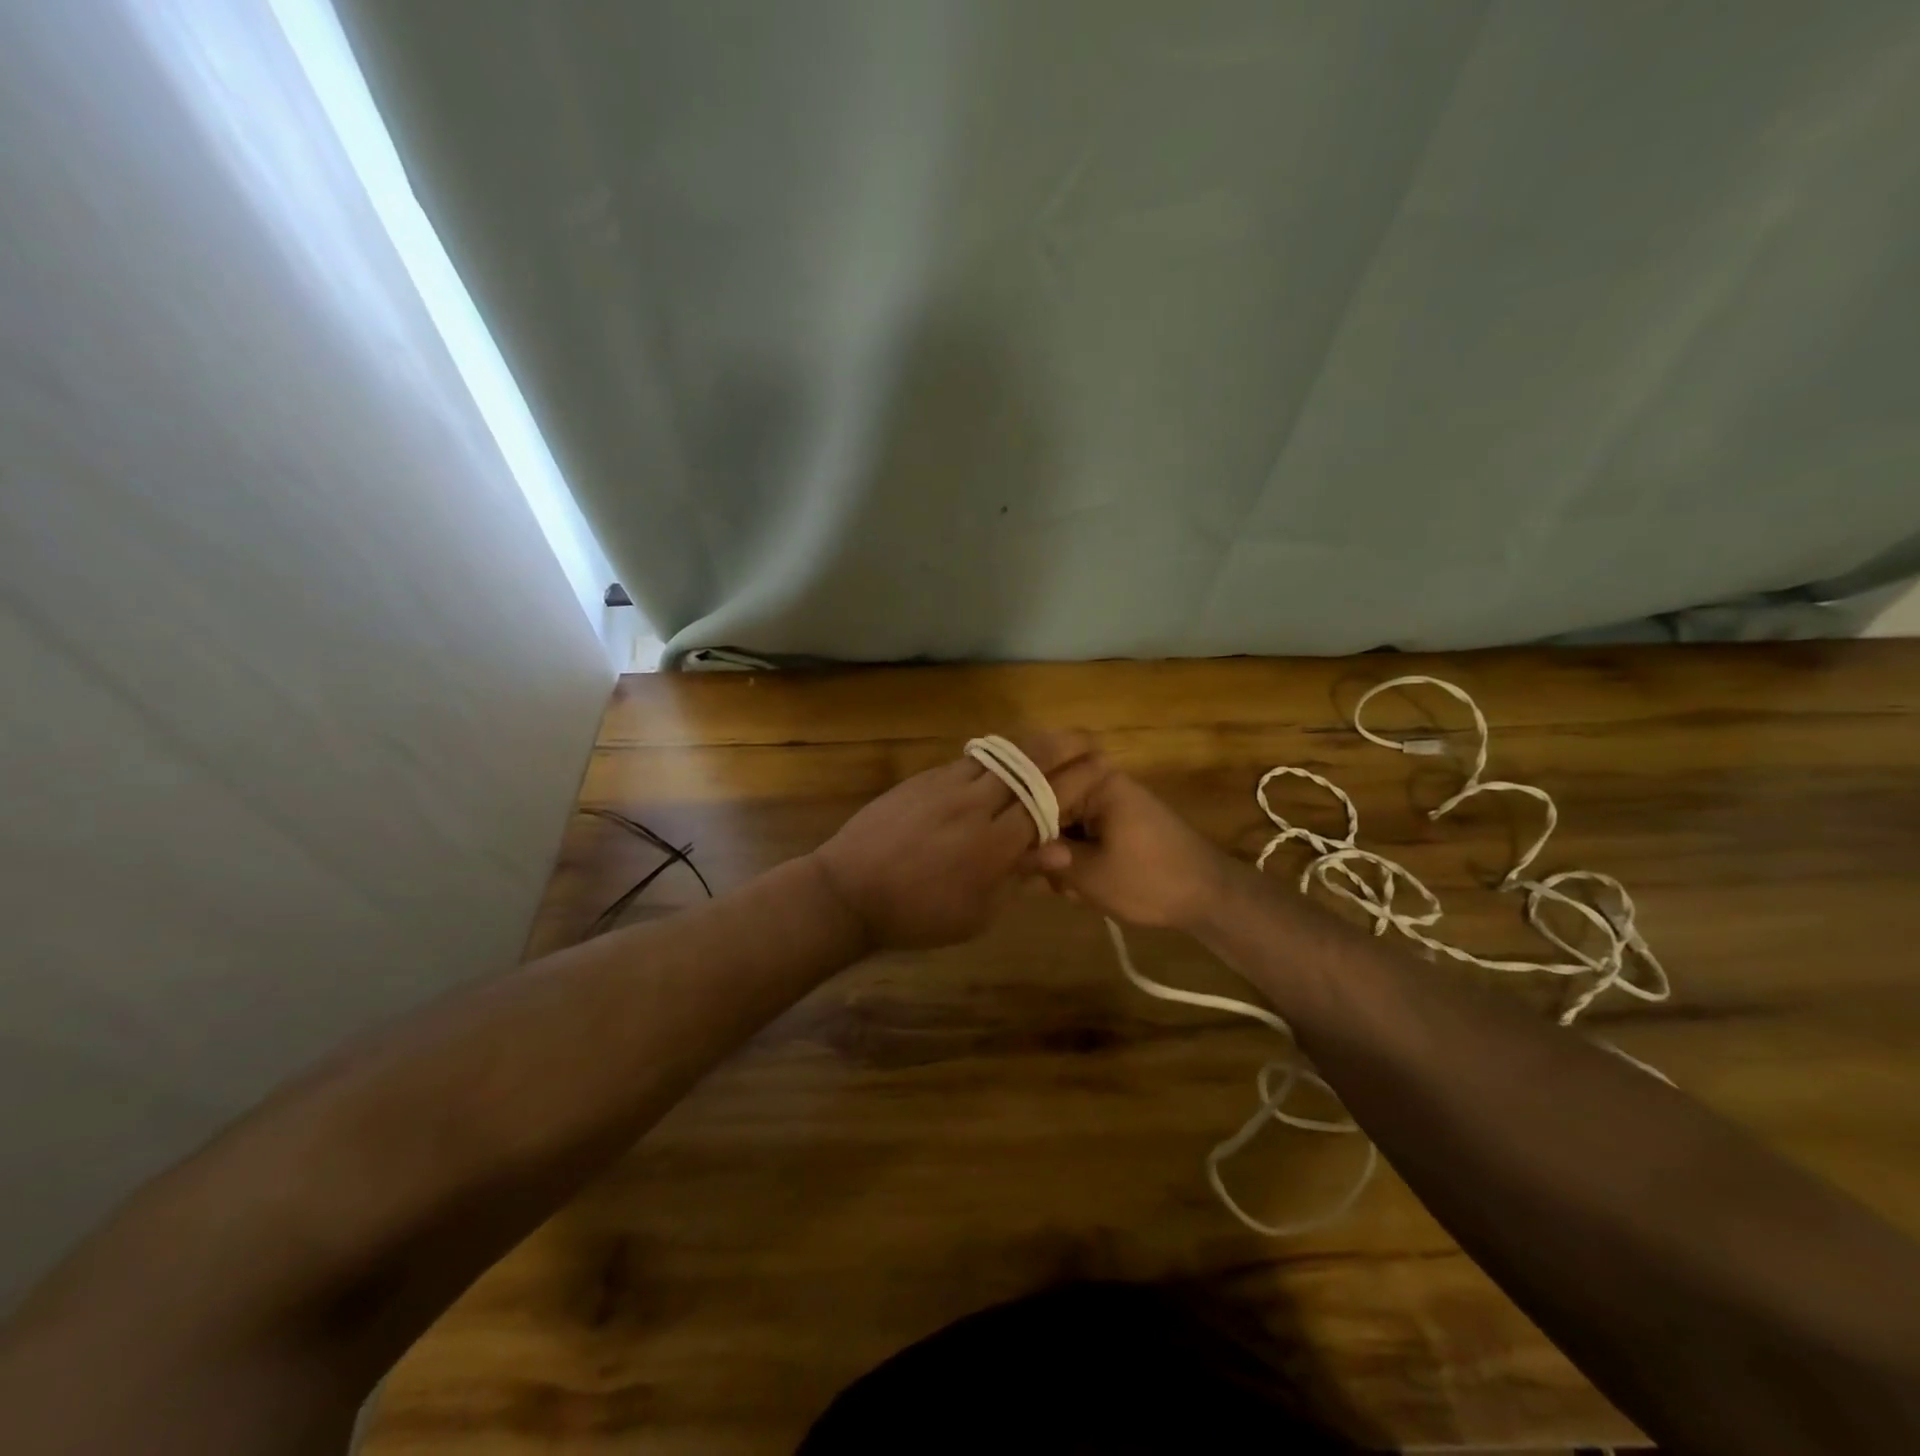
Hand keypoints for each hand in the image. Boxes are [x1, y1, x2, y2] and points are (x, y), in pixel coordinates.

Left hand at [813, 734, 1107, 949]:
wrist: (848, 891)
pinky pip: (969, 760)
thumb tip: (1060, 849)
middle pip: (1028, 762)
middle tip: (1088, 739)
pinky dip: (996, 757)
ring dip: (1031, 744)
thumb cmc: (918, 915)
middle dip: (1065, 745)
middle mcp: (974, 805)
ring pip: (999, 754)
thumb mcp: (976, 913)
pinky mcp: (922, 778)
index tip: (1102, 766)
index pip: (1048, 801)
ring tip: (1054, 741)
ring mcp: (945, 785)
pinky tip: (1004, 761)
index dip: (1080, 780)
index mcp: (993, 845)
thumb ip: (1018, 876)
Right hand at [1029, 770, 1232, 929]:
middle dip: (1046, 849)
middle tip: (1053, 883)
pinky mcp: (1117, 821)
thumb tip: (1008, 849)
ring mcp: (1110, 802)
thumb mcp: (1089, 875)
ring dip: (1062, 859)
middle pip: (1048, 808)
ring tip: (1075, 891)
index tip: (1015, 859)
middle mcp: (1100, 782)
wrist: (1210, 897)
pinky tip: (1085, 888)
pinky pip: (1082, 833)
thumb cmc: (1150, 880)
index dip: (1021, 827)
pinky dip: (1079, 859)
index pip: (1037, 791)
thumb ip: (1045, 858)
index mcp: (1095, 781)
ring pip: (1063, 826)